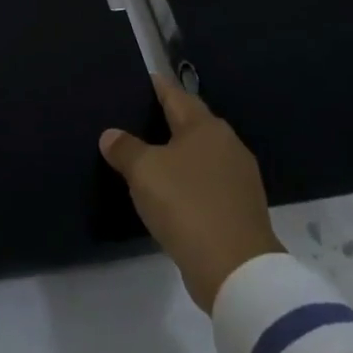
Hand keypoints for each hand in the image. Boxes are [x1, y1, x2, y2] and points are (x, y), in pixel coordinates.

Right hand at [100, 75, 283, 311]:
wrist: (236, 271)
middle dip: (166, 119)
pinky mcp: (241, 208)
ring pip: (201, 154)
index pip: (175, 94)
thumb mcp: (144, 172)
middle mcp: (227, 144)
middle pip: (191, 122)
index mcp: (206, 127)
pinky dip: (189, 180)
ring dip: (178, 153)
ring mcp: (239, 178)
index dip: (155, 86)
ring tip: (149, 155)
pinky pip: (208, 182)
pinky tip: (171, 190)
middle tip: (135, 119)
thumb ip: (124, 148)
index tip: (137, 82)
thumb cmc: (186, 205)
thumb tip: (110, 135)